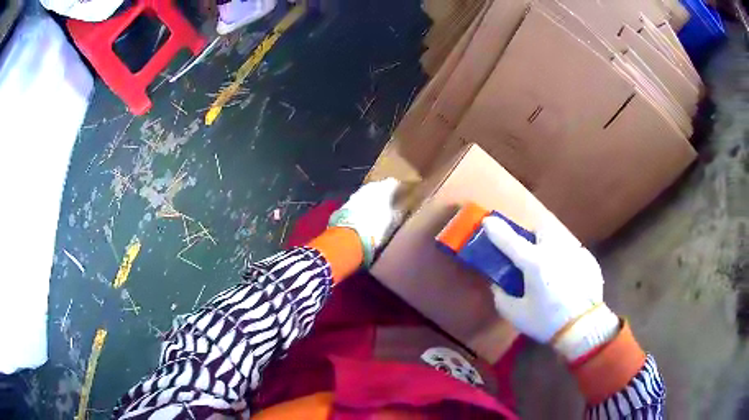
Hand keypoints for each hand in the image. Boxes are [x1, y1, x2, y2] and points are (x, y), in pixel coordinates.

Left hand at [329, 178, 401, 265]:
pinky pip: (357, 203)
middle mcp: (368, 187)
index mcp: (383, 187)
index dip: (398, 190)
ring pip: (366, 194)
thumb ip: (399, 212)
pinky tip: (363, 218)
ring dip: (371, 201)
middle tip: (389, 206)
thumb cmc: (377, 228)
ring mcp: (355, 195)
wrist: (349, 238)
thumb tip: (402, 208)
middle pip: (379, 187)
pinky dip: (361, 208)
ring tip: (376, 213)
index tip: (402, 198)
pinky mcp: (344, 205)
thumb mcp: (394, 222)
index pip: (394, 183)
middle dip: (384, 195)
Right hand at [482, 215, 619, 360]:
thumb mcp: (517, 315)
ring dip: (552, 249)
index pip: (510, 241)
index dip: (497, 230)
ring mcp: (575, 253)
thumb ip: (502, 297)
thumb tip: (498, 285)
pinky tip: (569, 282)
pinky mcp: (589, 260)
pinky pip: (574, 253)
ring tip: (553, 271)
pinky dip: (568, 262)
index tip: (487, 221)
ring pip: (559, 240)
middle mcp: (555, 251)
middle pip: (542, 231)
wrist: (584, 328)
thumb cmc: (547, 322)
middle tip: (531, 257)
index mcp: (534, 263)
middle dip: (534, 239)